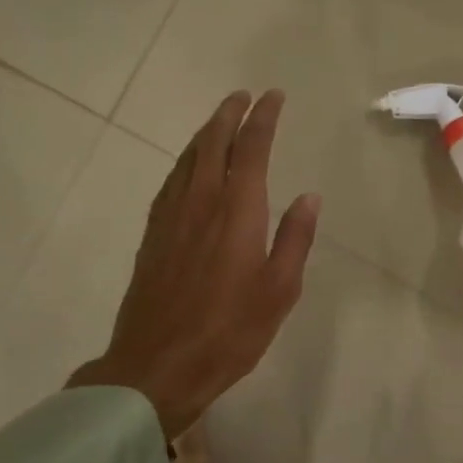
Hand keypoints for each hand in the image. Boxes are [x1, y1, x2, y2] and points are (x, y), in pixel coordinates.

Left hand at [69, 90, 319, 438]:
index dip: (263, 118)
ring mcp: (171, 217)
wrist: (157, 366)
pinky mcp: (153, 235)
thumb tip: (309, 197)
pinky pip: (171, 181)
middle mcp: (201, 202)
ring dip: (205, 133)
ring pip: (188, 159)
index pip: (251, 148)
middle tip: (243, 96)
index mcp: (237, 211)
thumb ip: (295, 239)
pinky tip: (189, 167)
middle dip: (229, 114)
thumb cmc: (229, 331)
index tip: (273, 96)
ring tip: (219, 121)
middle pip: (212, 143)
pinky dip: (185, 161)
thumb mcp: (279, 290)